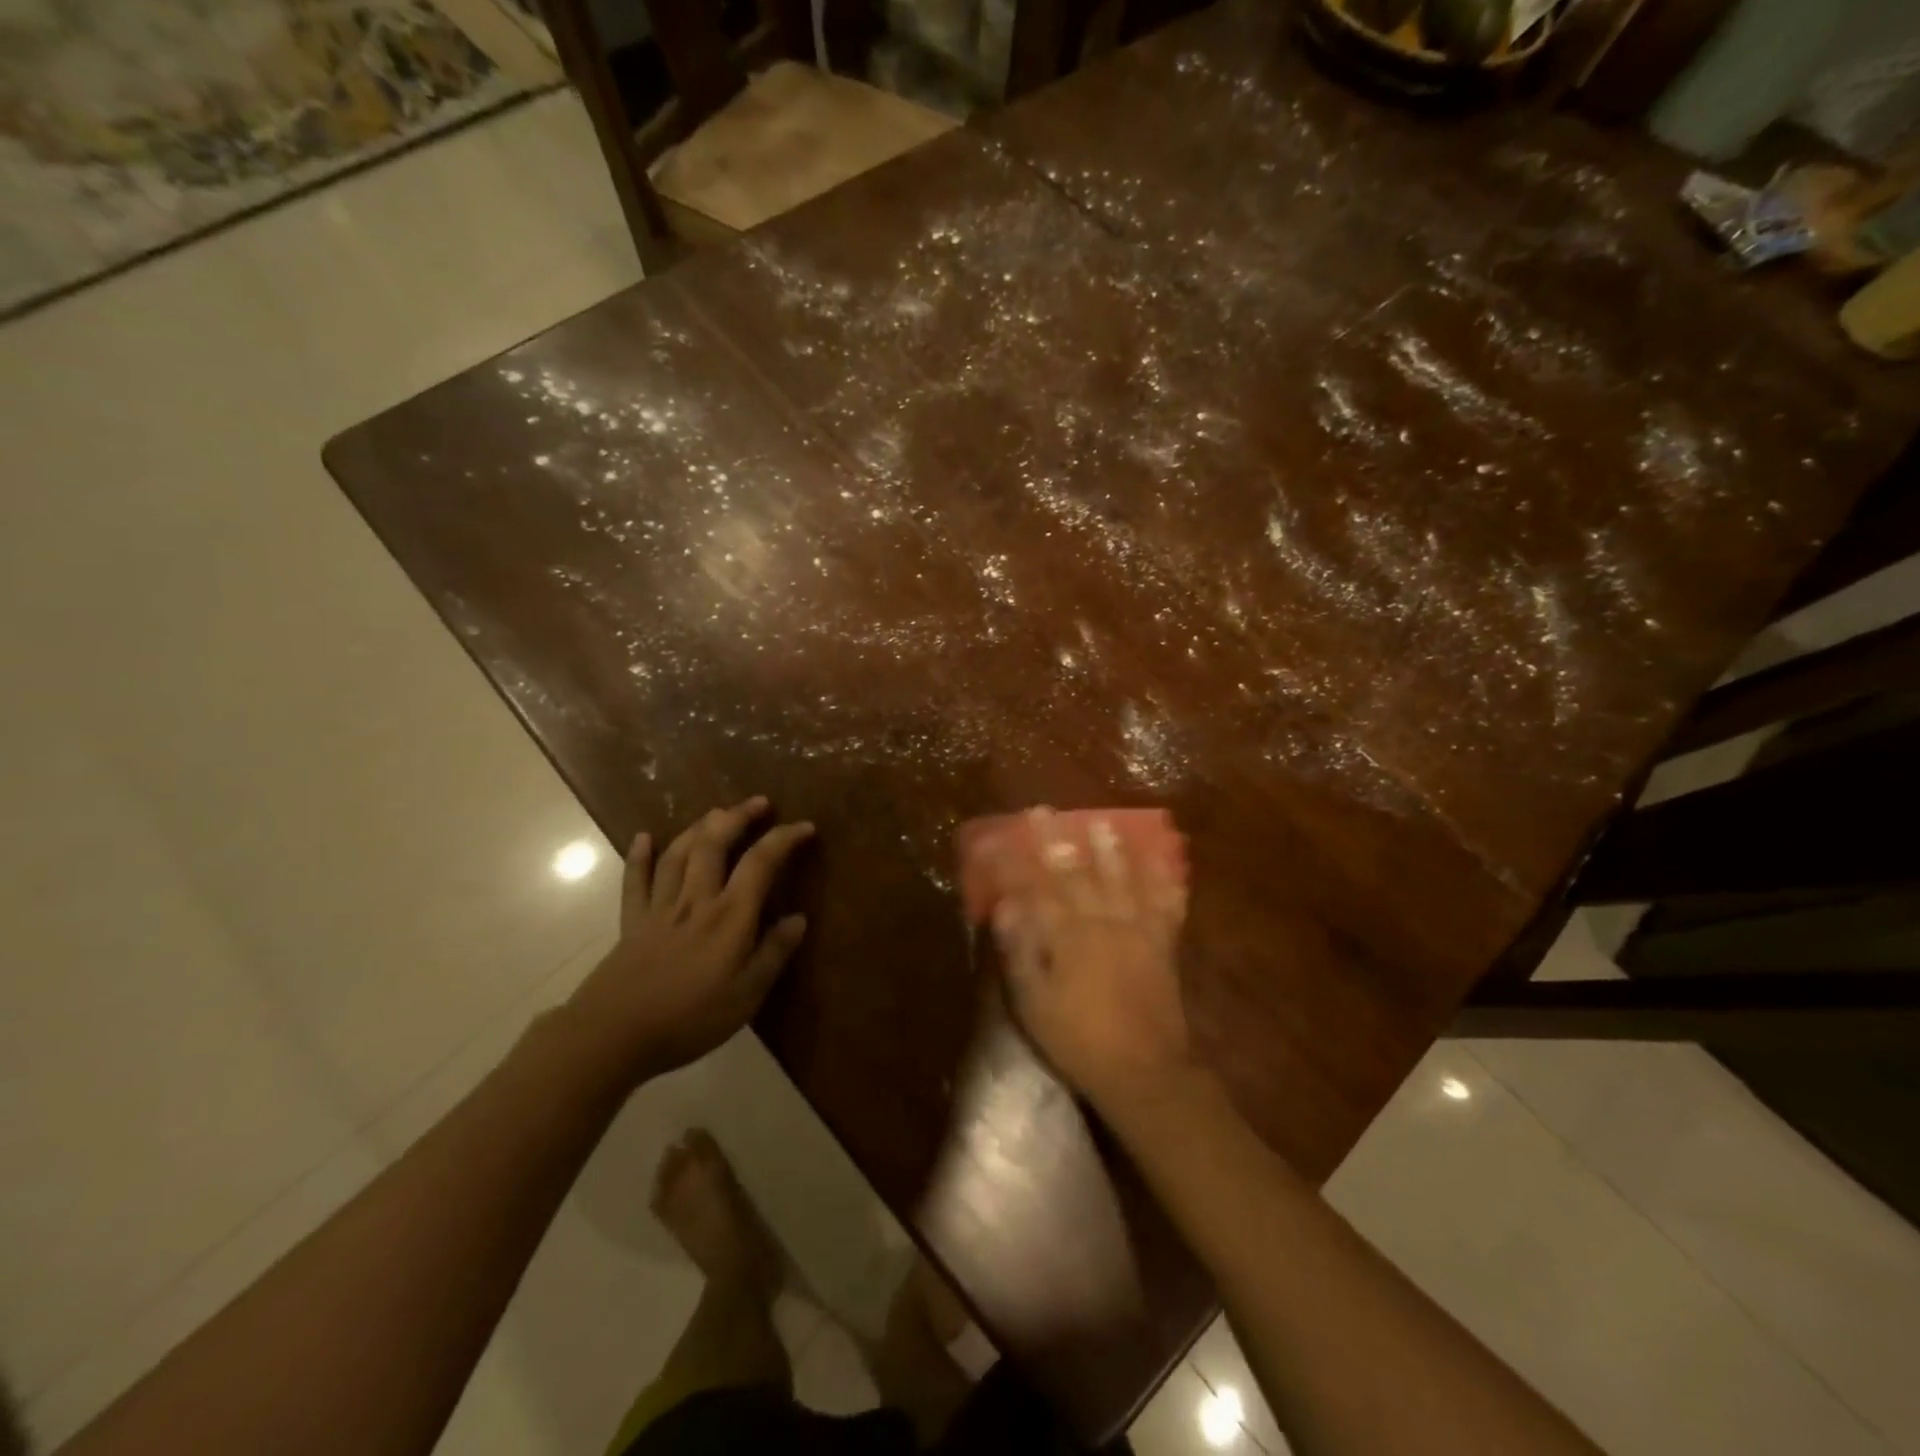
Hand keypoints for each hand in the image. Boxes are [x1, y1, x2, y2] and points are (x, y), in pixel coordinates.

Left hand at [564, 796, 813, 1085]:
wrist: (613, 1034)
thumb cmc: (689, 1018)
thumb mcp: (746, 995)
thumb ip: (773, 954)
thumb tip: (798, 919)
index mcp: (729, 916)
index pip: (760, 863)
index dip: (783, 839)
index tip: (804, 826)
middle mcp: (696, 900)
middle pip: (715, 845)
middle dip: (738, 818)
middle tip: (758, 802)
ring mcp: (660, 908)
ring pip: (679, 854)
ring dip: (698, 828)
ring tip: (715, 812)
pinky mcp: (631, 922)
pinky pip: (635, 881)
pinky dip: (639, 856)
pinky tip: (643, 837)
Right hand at [992, 810, 1191, 1114]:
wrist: (1142, 1070)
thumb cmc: (1077, 1040)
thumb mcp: (1033, 1003)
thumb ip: (1019, 952)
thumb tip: (1007, 906)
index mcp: (1066, 937)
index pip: (1036, 887)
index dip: (1017, 860)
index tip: (1002, 835)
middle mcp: (1101, 923)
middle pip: (1076, 873)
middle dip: (1058, 840)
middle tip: (1046, 812)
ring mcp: (1136, 929)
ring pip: (1121, 878)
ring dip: (1110, 849)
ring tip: (1102, 823)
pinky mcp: (1162, 943)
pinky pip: (1165, 903)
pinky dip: (1164, 879)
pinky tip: (1162, 860)